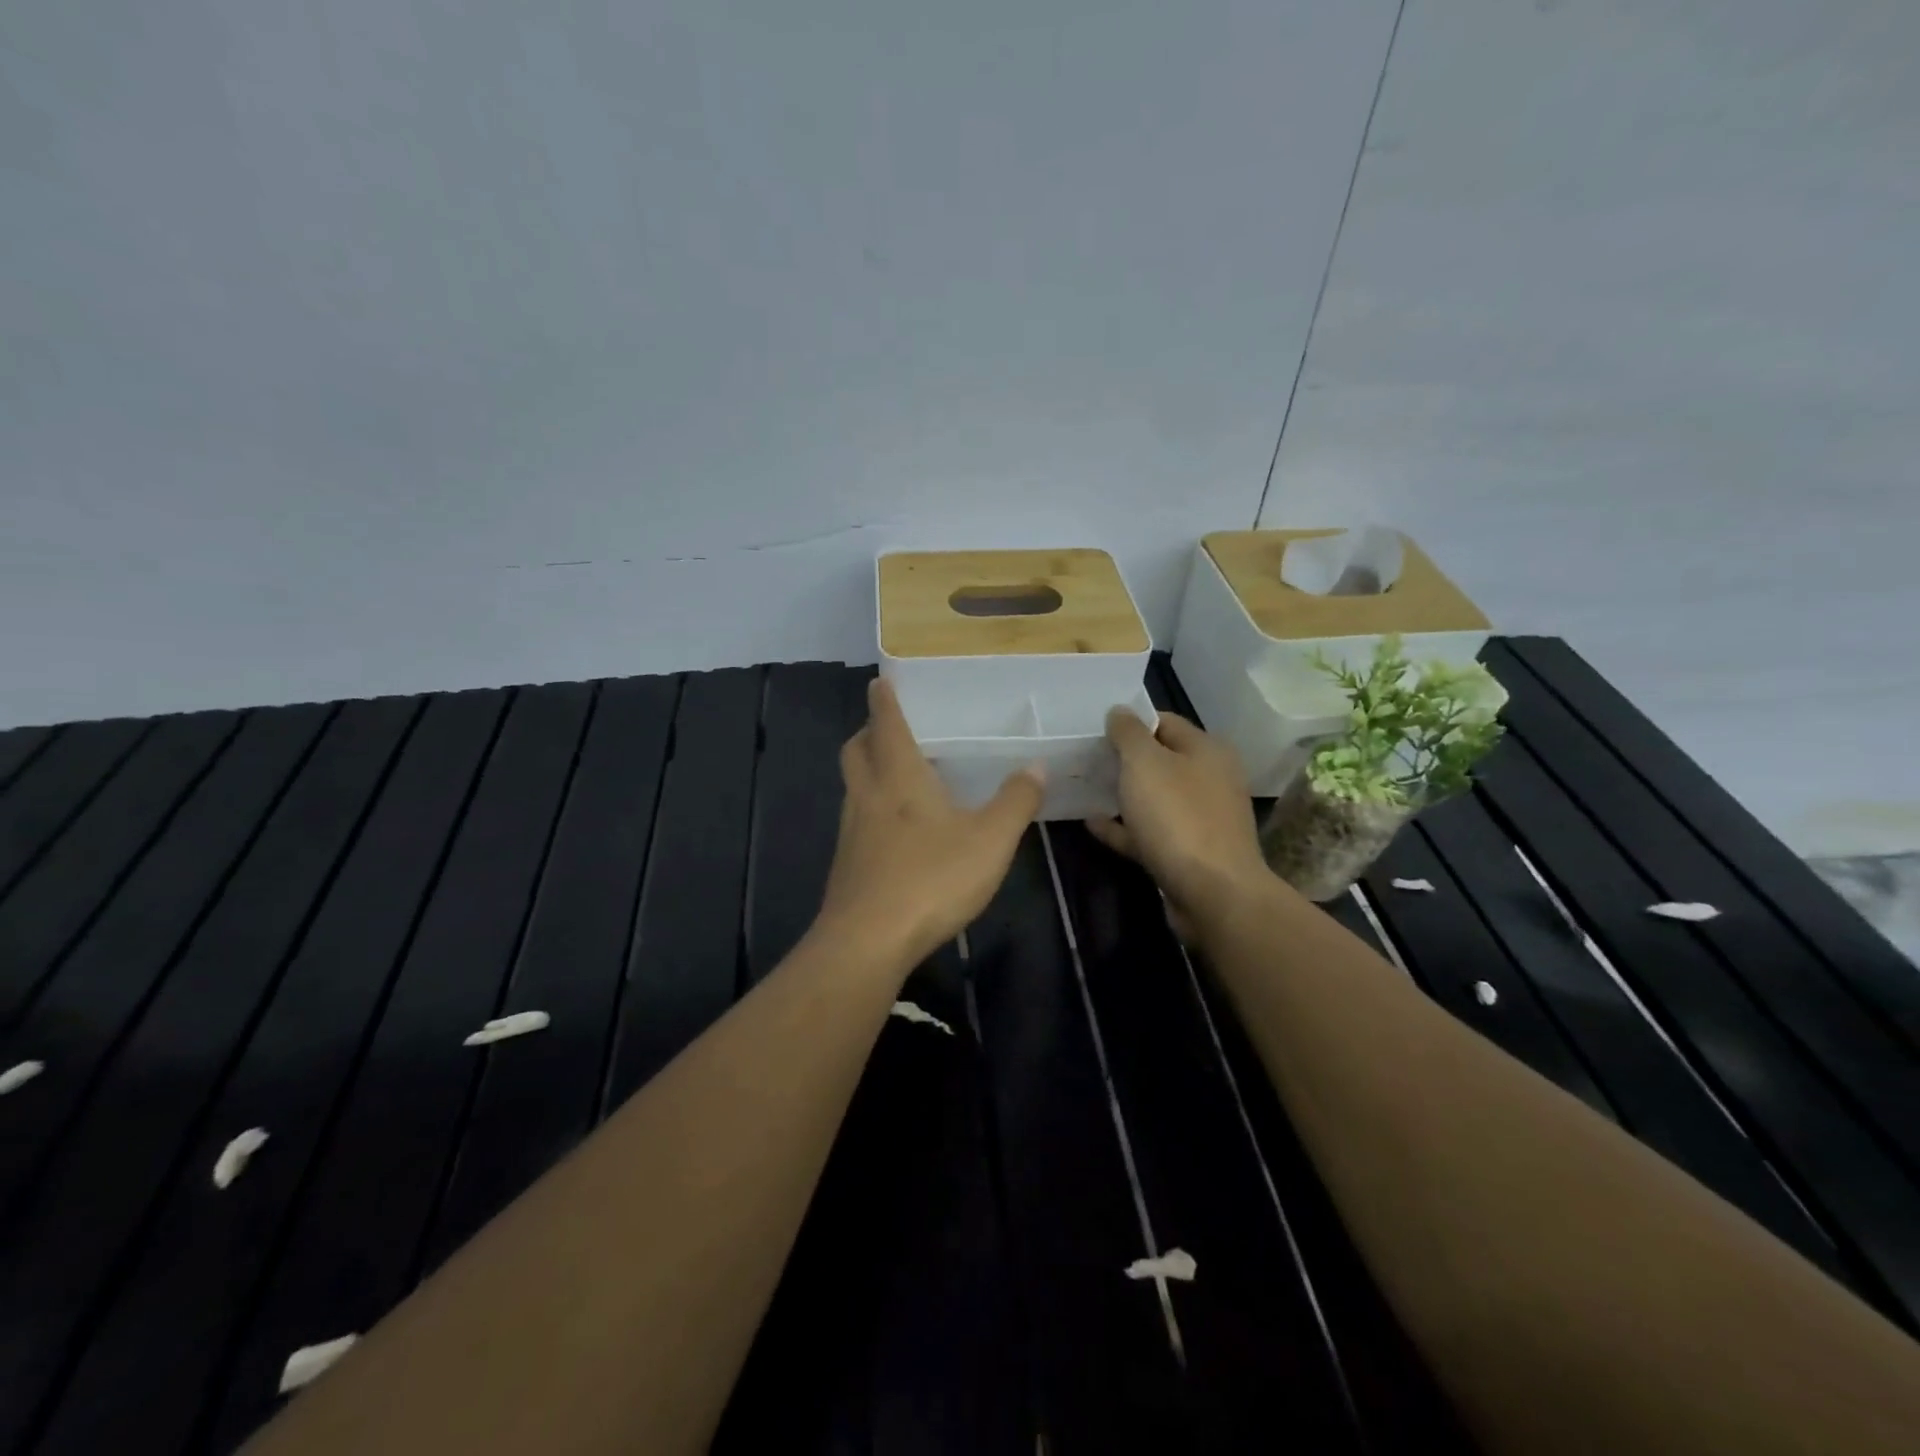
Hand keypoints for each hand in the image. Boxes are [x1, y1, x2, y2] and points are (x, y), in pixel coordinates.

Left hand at [815, 677, 1044, 969]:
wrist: (867, 940)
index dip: (884, 700)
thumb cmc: (931, 878)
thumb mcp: (989, 840)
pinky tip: (893, 830)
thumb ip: (1015, 801)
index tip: (880, 681)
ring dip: (866, 769)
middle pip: (856, 750)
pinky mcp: (846, 864)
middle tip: (886, 727)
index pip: (886, 724)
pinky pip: (855, 819)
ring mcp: (851, 831)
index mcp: (899, 777)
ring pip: (852, 785)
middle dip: (868, 732)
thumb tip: (1036, 766)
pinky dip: (869, 807)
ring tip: (893, 773)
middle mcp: (868, 795)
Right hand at [1086, 709, 1274, 939]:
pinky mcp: (1189, 853)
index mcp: (1207, 750)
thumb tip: (1119, 711)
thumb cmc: (1178, 817)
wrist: (1213, 893)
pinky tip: (1093, 824)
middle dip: (1124, 759)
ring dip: (1123, 794)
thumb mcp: (1145, 763)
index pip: (1164, 722)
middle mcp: (1210, 780)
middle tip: (1085, 759)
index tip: (1095, 730)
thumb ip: (1128, 733)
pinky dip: (1124, 827)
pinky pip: (1150, 832)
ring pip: (1155, 798)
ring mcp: (1201, 819)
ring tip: (1085, 789)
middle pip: (1160, 760)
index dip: (1130, 722)